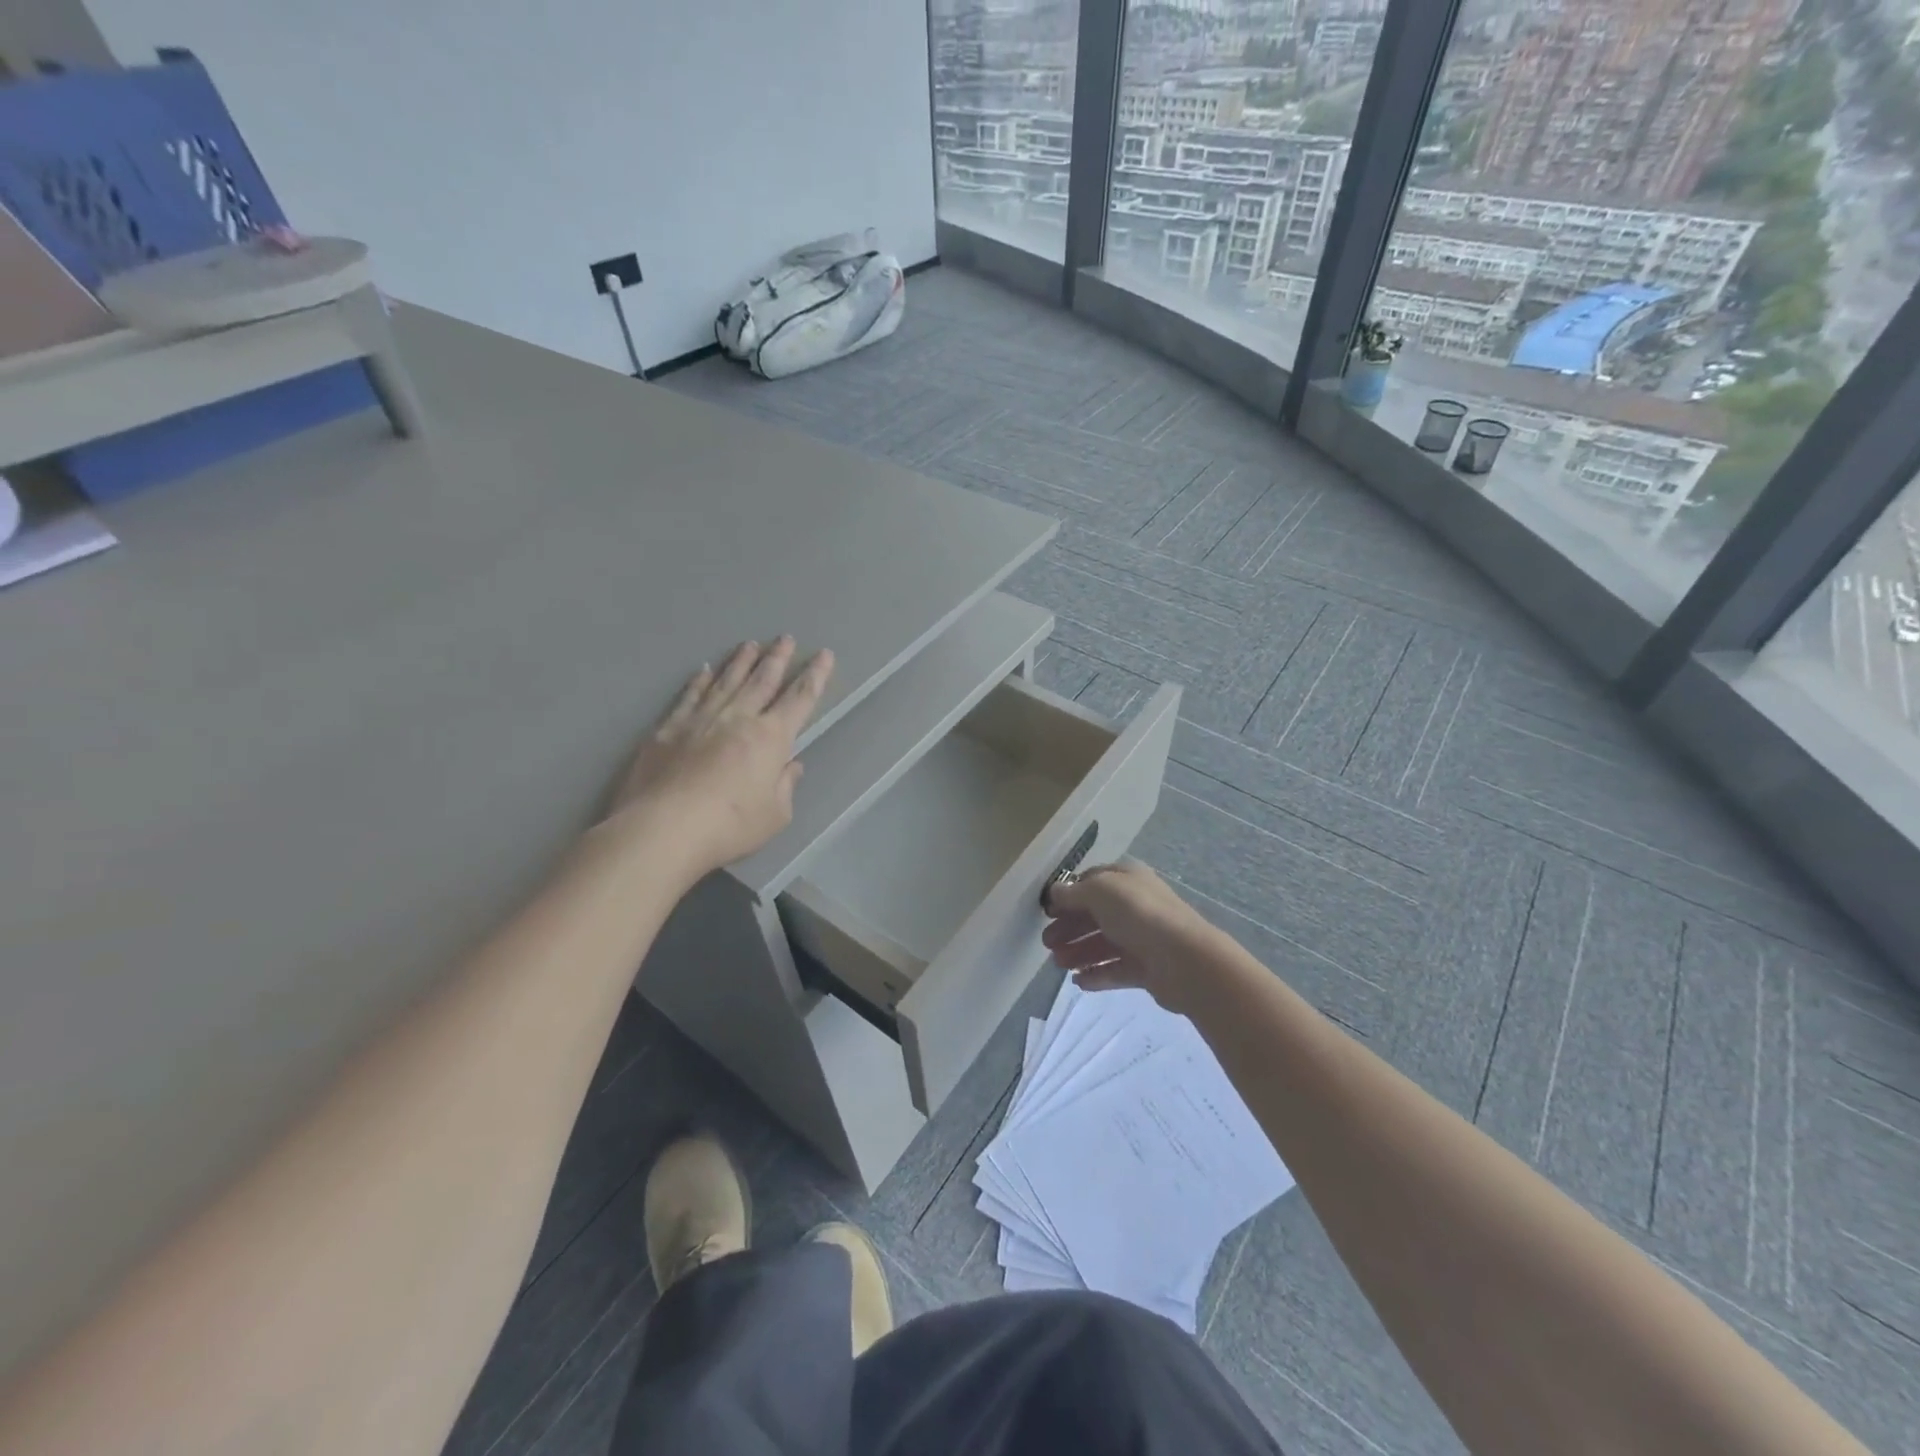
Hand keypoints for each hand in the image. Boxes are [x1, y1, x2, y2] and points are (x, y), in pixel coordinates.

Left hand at [605, 636, 833, 874]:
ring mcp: (701, 719)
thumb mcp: (775, 815)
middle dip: (777, 658)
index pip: (800, 699)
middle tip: (784, 638)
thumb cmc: (730, 825)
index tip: (823, 655)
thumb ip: (785, 786)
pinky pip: (689, 696)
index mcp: (771, 738)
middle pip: (762, 680)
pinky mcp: (668, 729)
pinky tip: (704, 670)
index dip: (815, 676)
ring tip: (750, 644)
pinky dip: (699, 681)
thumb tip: (791, 765)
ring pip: (726, 681)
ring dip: (741, 661)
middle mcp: (738, 718)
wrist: (664, 827)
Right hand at [1041, 861, 1220, 1013]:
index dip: (1068, 896)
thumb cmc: (1139, 914)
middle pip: (1095, 915)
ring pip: (1103, 943)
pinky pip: (1116, 969)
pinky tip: (1078, 982)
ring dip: (1079, 952)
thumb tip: (1055, 892)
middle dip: (1069, 928)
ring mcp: (1143, 937)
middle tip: (1047, 944)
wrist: (1184, 960)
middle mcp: (1135, 905)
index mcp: (1126, 879)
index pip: (1091, 882)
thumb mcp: (1100, 891)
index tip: (1047, 912)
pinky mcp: (1147, 968)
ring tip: (1059, 965)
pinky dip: (1096, 974)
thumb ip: (1074, 892)